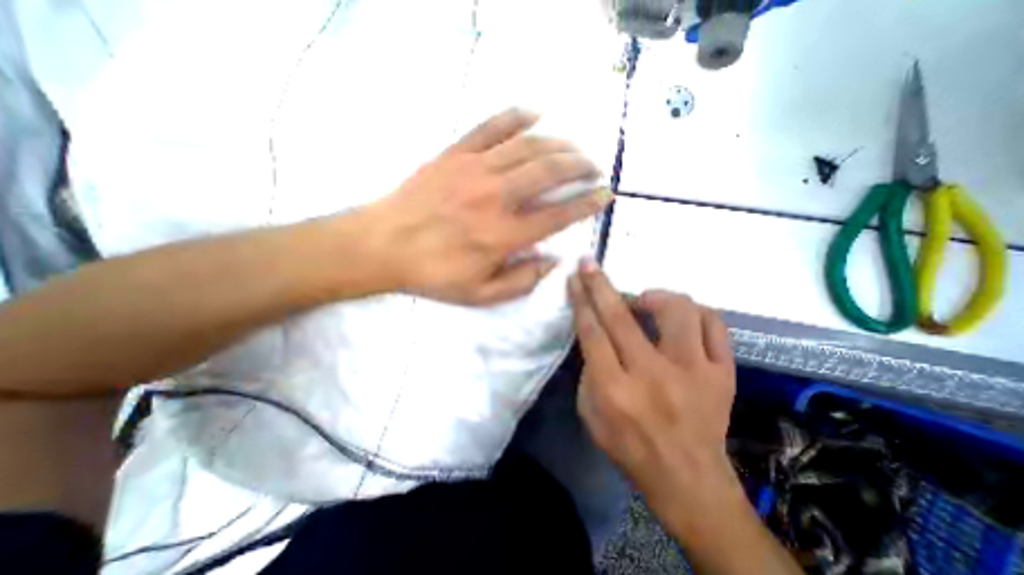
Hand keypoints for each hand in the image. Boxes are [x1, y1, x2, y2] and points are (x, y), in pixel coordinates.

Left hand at [364, 108, 610, 303]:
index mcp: (503, 235)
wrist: (383, 245)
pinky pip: (491, 127)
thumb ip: (522, 281)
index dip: (587, 203)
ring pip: (528, 146)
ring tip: (575, 148)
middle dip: (580, 166)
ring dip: (559, 144)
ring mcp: (474, 170)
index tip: (605, 195)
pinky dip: (517, 117)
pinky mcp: (455, 154)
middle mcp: (495, 197)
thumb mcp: (481, 295)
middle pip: (550, 172)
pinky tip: (536, 115)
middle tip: (594, 168)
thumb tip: (552, 262)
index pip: (558, 214)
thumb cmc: (433, 275)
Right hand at [567, 260, 736, 516]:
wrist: (688, 480)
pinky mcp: (724, 375)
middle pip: (622, 317)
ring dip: (655, 296)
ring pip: (678, 311)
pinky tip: (681, 318)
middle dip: (601, 284)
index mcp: (616, 390)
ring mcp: (694, 373)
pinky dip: (696, 312)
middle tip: (591, 264)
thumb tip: (594, 332)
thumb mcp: (590, 414)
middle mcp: (653, 376)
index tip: (575, 277)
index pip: (592, 332)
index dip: (581, 300)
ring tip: (645, 302)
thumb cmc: (629, 448)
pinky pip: (715, 326)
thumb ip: (589, 370)